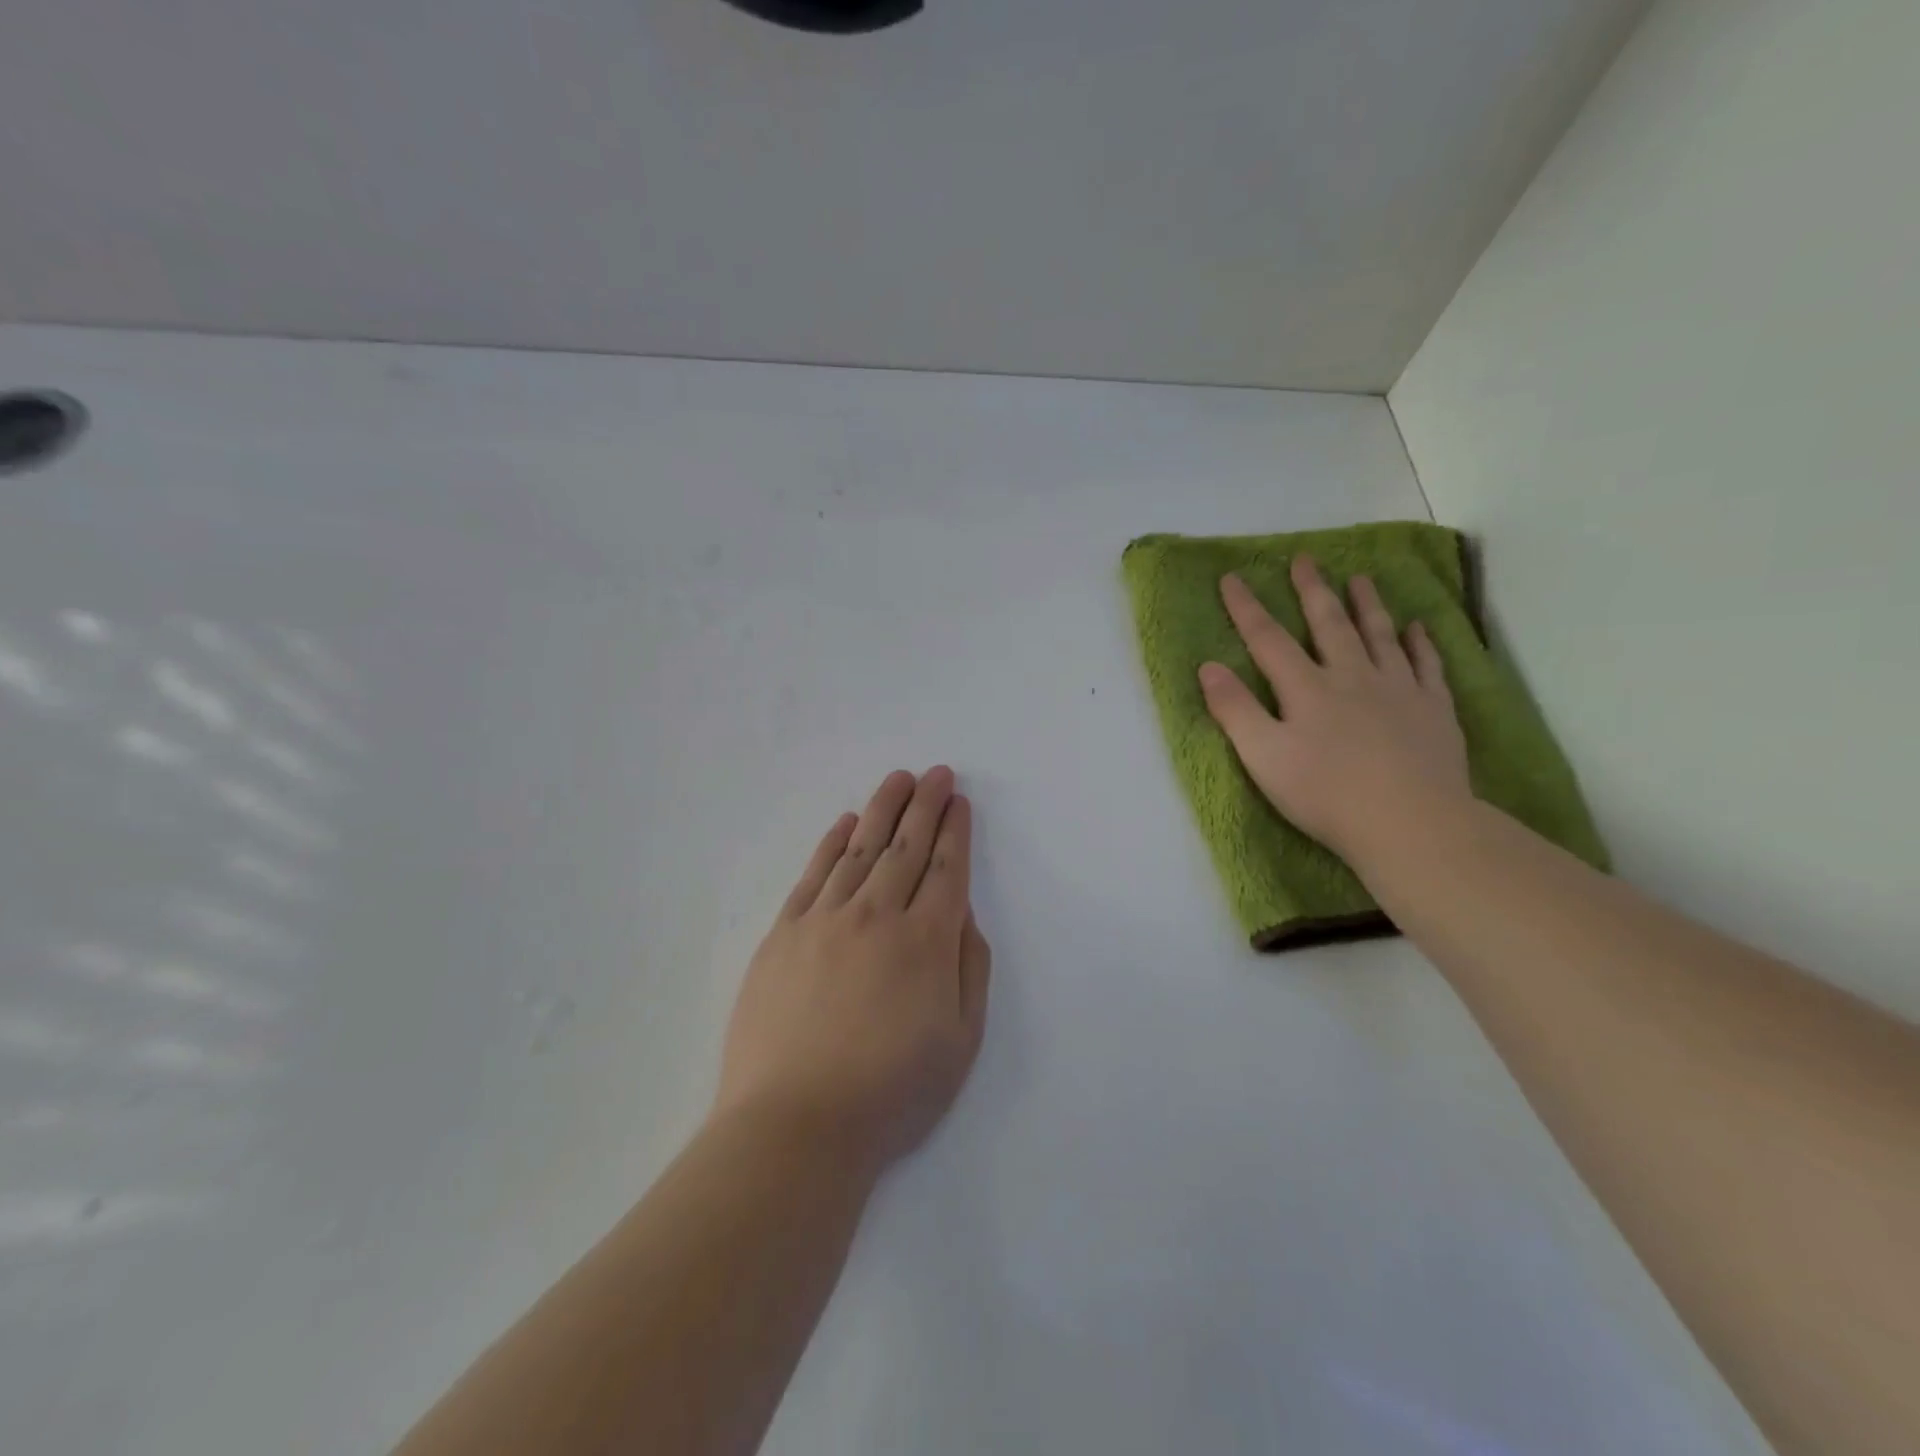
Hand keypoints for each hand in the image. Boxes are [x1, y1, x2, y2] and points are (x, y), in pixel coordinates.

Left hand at [713, 768, 990, 1172]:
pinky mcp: (784, 935)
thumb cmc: (891, 1093)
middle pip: (906, 847)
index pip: (945, 869)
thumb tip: (963, 916)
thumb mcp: (961, 1041)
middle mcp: (877, 916)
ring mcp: (824, 921)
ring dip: (881, 810)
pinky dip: (831, 845)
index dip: (955, 831)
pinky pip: (813, 876)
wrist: (796, 1125)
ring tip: (897, 780)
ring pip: (859, 850)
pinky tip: (844, 824)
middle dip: (925, 805)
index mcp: (925, 942)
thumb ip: (969, 969)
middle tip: (936, 773)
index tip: (959, 801)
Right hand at [1198, 555, 1471, 868]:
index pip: (1268, 640)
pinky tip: (1416, 628)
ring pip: (1380, 635)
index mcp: (1307, 689)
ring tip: (1361, 578)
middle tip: (1305, 560)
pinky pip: (1427, 665)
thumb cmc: (1325, 794)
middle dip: (1312, 591)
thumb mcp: (1263, 757)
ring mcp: (1398, 689)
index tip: (1231, 578)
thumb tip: (1208, 666)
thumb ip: (1235, 710)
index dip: (1246, 608)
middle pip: (1329, 625)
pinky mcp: (1433, 709)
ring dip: (1367, 605)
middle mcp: (1352, 677)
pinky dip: (1420, 643)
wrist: (1411, 822)